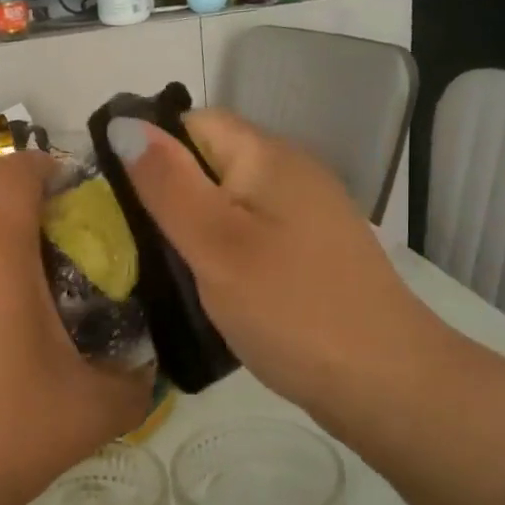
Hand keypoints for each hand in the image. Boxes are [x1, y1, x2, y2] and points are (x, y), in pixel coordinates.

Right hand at [107, 110, 448, 443]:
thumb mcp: (215, 243)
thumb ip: (166, 183)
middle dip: (168, 194)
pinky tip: (209, 287)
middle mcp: (291, 174)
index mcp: (268, 157)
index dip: (152, 150)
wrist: (384, 381)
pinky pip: (251, 235)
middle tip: (134, 243)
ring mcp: (306, 216)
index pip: (194, 123)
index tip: (120, 201)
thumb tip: (122, 124)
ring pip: (229, 203)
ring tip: (163, 269)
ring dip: (193, 228)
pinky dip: (222, 252)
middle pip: (211, 162)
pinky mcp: (310, 254)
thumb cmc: (290, 308)